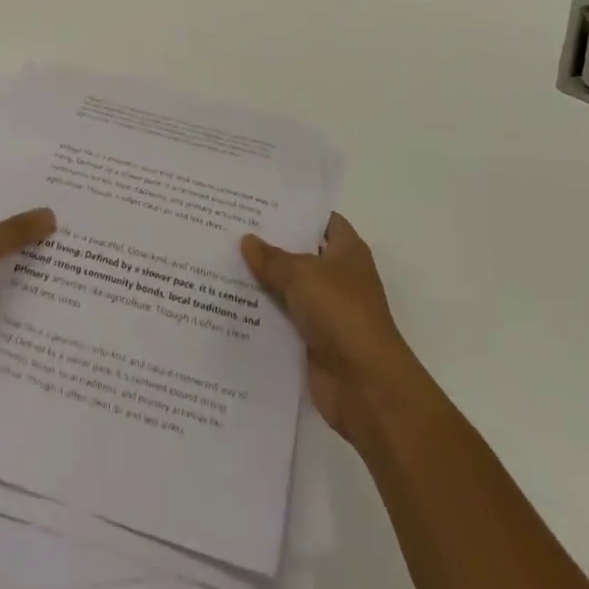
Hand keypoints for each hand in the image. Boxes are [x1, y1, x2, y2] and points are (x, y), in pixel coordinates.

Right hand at [241, 214, 424, 448]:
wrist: (365, 385)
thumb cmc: (341, 313)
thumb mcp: (302, 275)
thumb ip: (272, 258)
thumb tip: (247, 239)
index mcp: (347, 250)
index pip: (321, 220)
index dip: (294, 211)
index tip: (260, 202)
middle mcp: (339, 276)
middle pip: (301, 253)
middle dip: (270, 244)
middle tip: (232, 228)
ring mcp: (327, 310)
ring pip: (289, 287)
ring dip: (263, 280)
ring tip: (223, 260)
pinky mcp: (314, 340)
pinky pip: (284, 318)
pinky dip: (264, 313)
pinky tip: (232, 302)